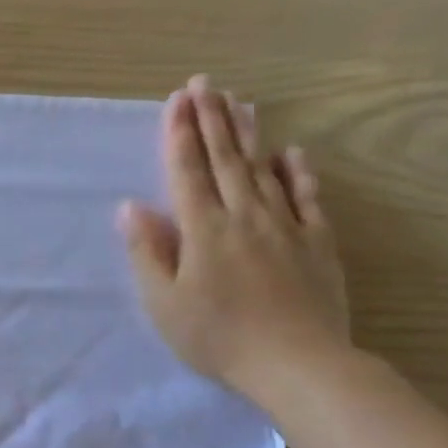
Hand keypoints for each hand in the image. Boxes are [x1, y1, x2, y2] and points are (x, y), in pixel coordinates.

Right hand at [117, 75, 349, 403]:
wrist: (298, 364)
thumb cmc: (218, 337)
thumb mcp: (165, 303)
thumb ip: (148, 252)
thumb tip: (130, 207)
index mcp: (203, 230)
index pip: (188, 172)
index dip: (180, 134)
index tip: (177, 100)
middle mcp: (244, 217)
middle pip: (225, 160)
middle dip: (212, 120)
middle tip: (205, 84)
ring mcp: (285, 226)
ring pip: (263, 170)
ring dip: (248, 134)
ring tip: (239, 103)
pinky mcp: (316, 243)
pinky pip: (306, 198)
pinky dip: (297, 173)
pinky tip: (290, 154)